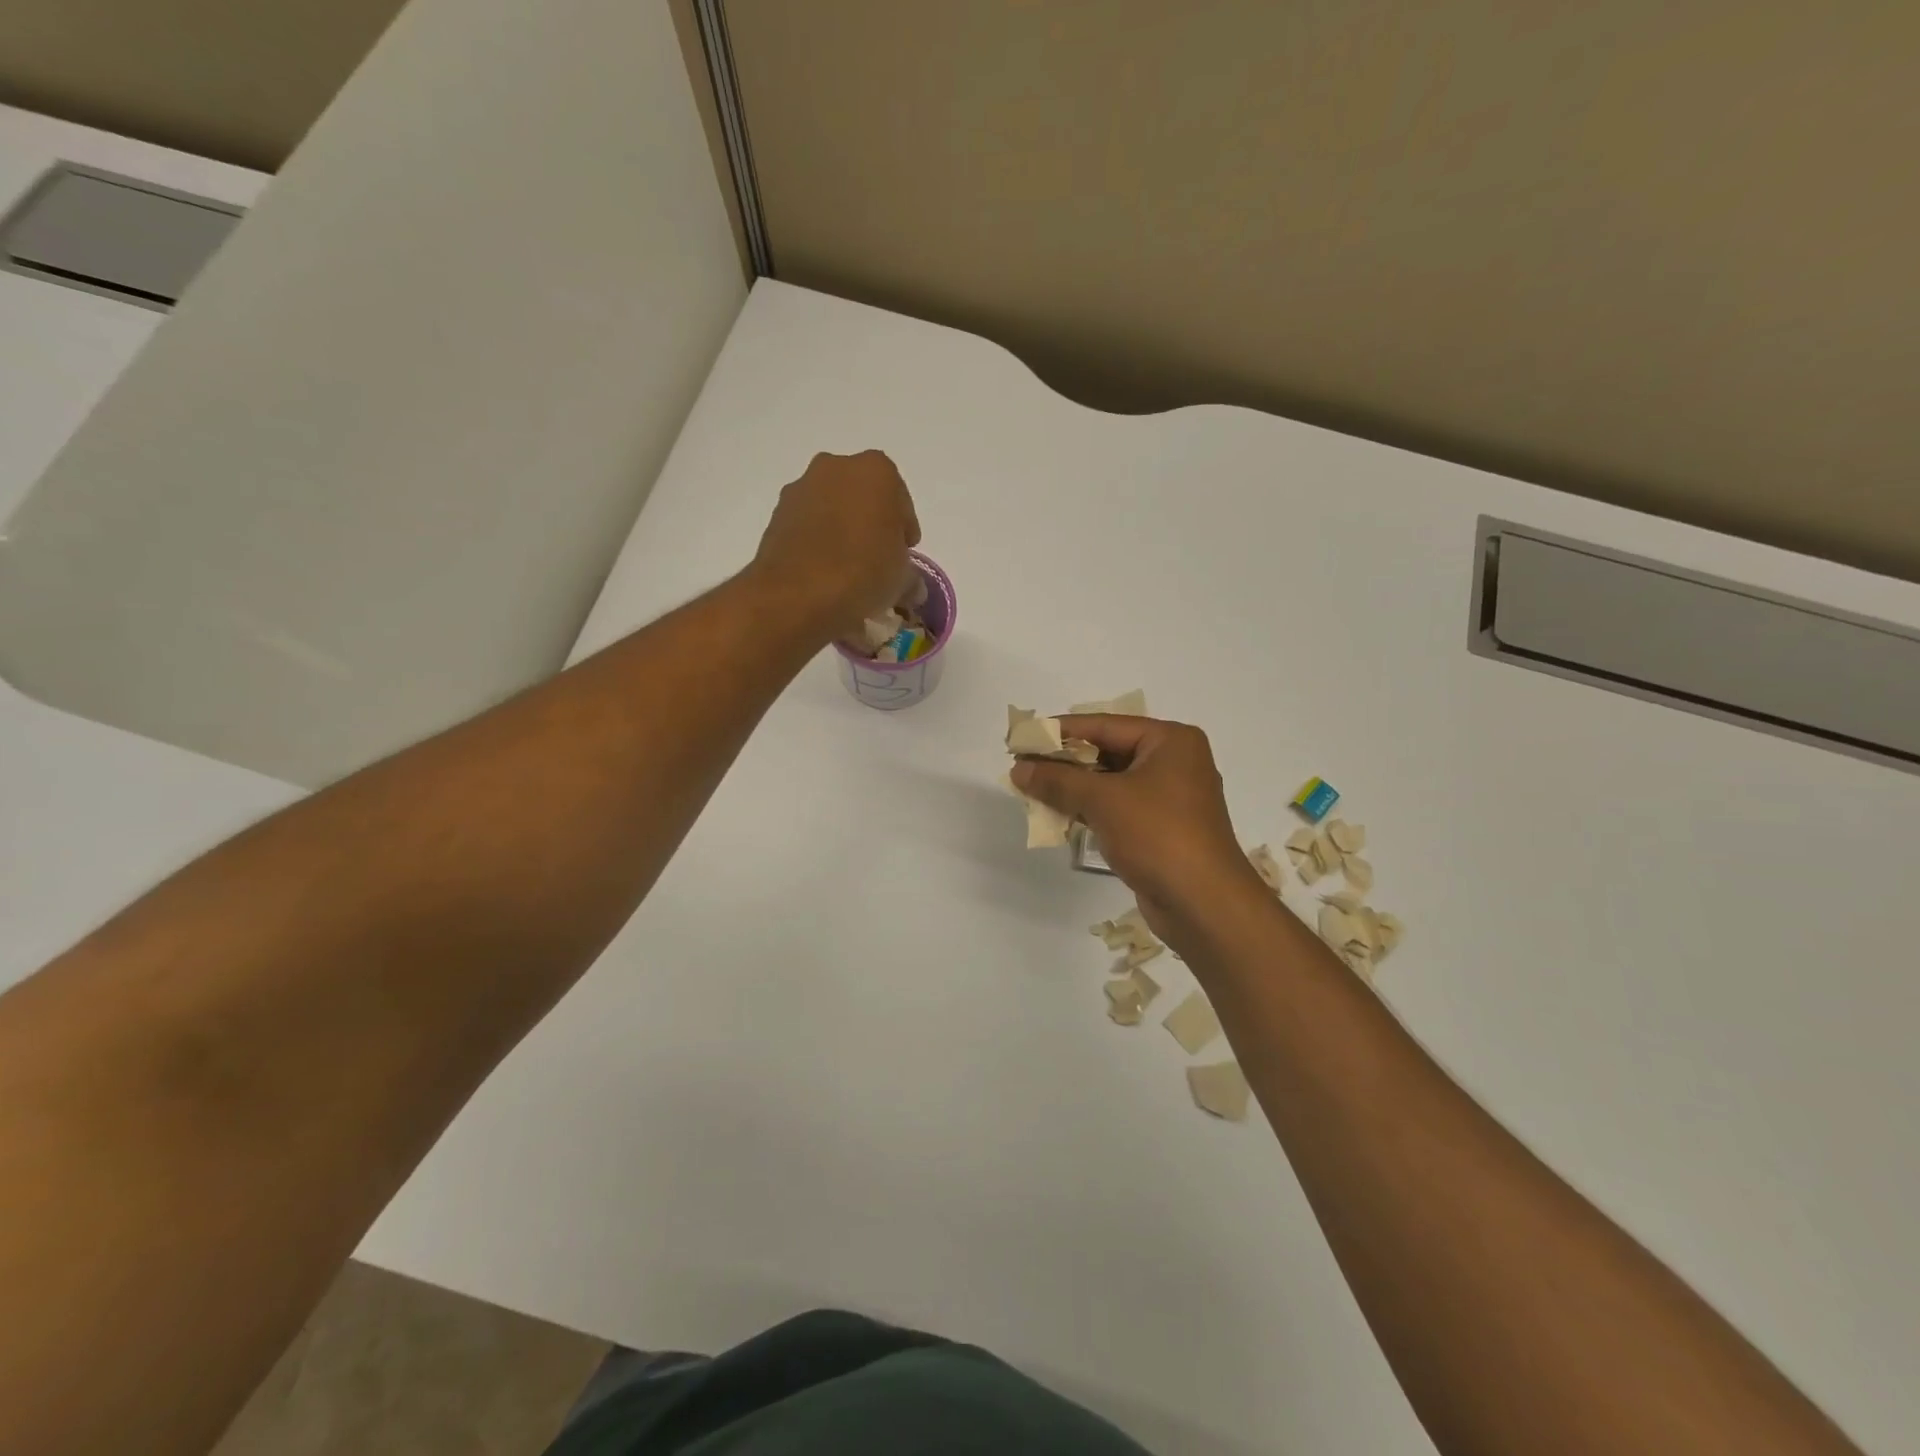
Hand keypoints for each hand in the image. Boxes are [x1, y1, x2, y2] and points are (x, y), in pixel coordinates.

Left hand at [750, 450, 921, 640]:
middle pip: (863, 497)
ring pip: (832, 508)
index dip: (904, 530)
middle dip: (871, 523)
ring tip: (848, 570)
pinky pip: (808, 526)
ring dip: (842, 531)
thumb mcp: (902, 579)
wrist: (797, 594)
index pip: (900, 501)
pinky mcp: (776, 514)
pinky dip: (817, 542)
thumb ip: (910, 576)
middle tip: (878, 559)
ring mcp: (801, 488)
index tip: (904, 554)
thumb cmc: (863, 573)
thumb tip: (911, 587)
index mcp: (876, 471)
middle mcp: (836, 467)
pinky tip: (824, 572)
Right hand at [1011, 716, 1265, 935]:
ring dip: (1074, 787)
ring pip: (1111, 782)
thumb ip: (1058, 780)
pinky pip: (1118, 808)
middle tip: (1023, 763)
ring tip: (1031, 788)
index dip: (1060, 730)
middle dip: (1065, 761)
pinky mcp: (1162, 829)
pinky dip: (1090, 809)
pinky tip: (1058, 814)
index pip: (1104, 725)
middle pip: (1108, 751)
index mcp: (1170, 741)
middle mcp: (1174, 762)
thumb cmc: (1158, 835)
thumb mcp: (1103, 800)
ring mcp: (1170, 798)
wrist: (1204, 904)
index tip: (1023, 735)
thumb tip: (1019, 768)